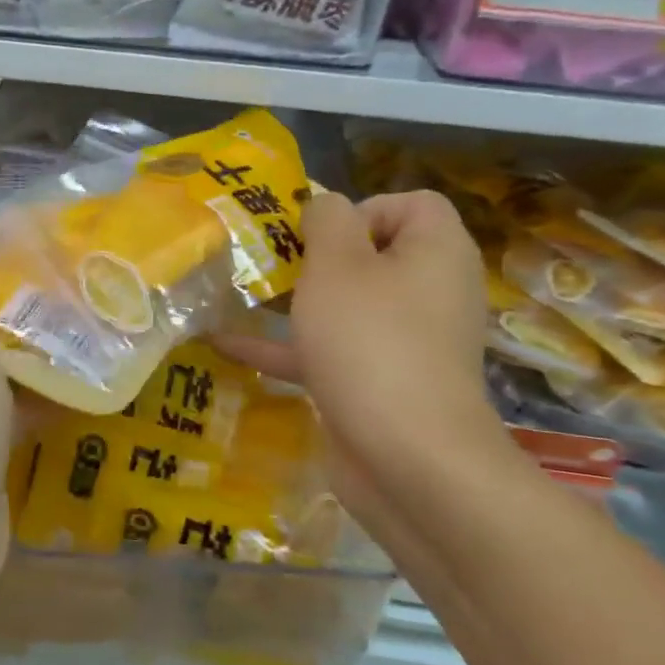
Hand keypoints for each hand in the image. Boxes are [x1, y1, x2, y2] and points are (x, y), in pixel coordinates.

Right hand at [219, 191, 502, 525]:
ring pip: (347, 305)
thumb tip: (327, 204)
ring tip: (242, 293)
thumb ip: (328, 219)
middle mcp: (429, 292)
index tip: (320, 235)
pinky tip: (228, 346)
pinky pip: (333, 352)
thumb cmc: (371, 341)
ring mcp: (406, 342)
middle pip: (372, 254)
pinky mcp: (381, 383)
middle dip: (315, 256)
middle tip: (271, 261)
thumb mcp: (338, 264)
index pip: (409, 204)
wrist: (408, 460)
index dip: (361, 208)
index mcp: (436, 252)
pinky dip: (289, 348)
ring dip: (296, 300)